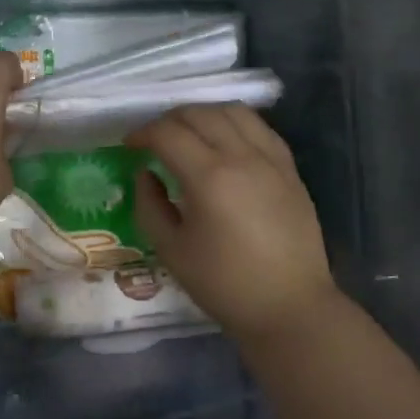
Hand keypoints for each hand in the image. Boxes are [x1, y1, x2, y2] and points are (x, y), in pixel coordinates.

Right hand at [127, 104, 342, 339]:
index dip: (142, 133)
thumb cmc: (224, 284)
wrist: (289, 307)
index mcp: (208, 177)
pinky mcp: (290, 168)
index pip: (167, 133)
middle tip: (154, 140)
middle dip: (168, 120)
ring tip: (189, 134)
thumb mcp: (171, 250)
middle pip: (198, 114)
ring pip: (233, 111)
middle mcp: (241, 157)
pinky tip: (225, 142)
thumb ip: (149, 205)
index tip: (129, 146)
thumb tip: (145, 174)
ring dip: (203, 114)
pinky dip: (235, 124)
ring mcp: (271, 159)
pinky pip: (260, 127)